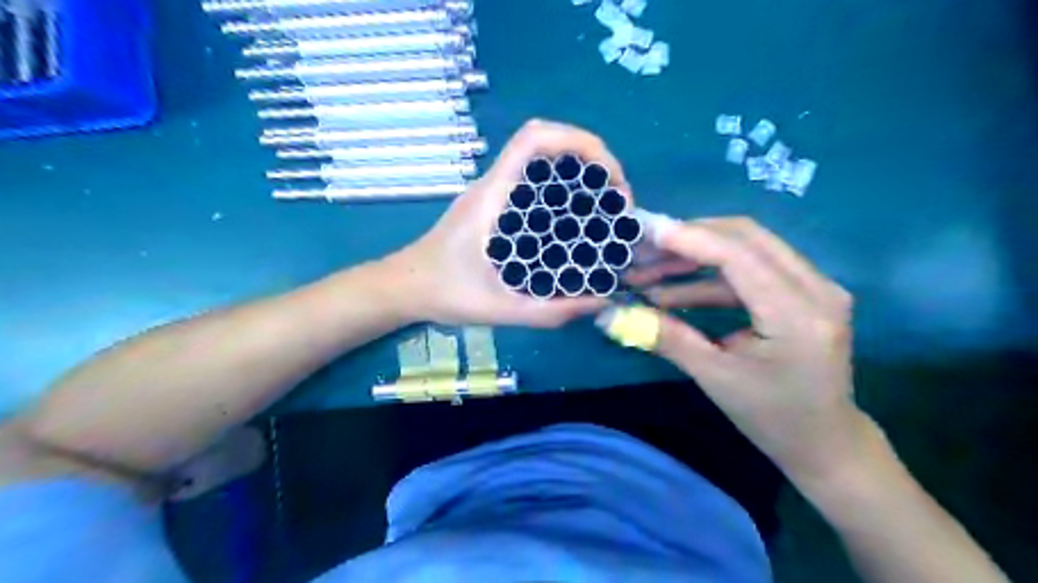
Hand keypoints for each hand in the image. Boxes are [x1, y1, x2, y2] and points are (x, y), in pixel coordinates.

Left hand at [395, 119, 628, 327]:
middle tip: (618, 201)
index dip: (579, 142)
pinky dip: (567, 191)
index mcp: (493, 196)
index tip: (611, 179)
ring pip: (545, 162)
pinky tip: (579, 223)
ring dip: (582, 174)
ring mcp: (495, 192)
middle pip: (549, 144)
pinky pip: (538, 184)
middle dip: (593, 161)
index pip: (534, 139)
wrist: (406, 287)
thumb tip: (600, 300)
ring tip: (607, 209)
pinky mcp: (497, 205)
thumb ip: (548, 312)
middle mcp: (496, 184)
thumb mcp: (498, 309)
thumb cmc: (444, 293)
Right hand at [623, 216, 868, 480]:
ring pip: (747, 248)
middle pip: (745, 237)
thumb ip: (665, 337)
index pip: (739, 256)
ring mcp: (815, 286)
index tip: (643, 234)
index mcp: (797, 315)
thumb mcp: (714, 377)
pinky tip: (671, 292)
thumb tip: (611, 315)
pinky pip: (751, 269)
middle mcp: (816, 288)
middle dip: (688, 239)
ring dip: (694, 257)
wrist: (825, 442)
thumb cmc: (773, 418)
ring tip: (647, 273)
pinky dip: (709, 276)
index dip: (689, 239)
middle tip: (642, 250)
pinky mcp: (803, 291)